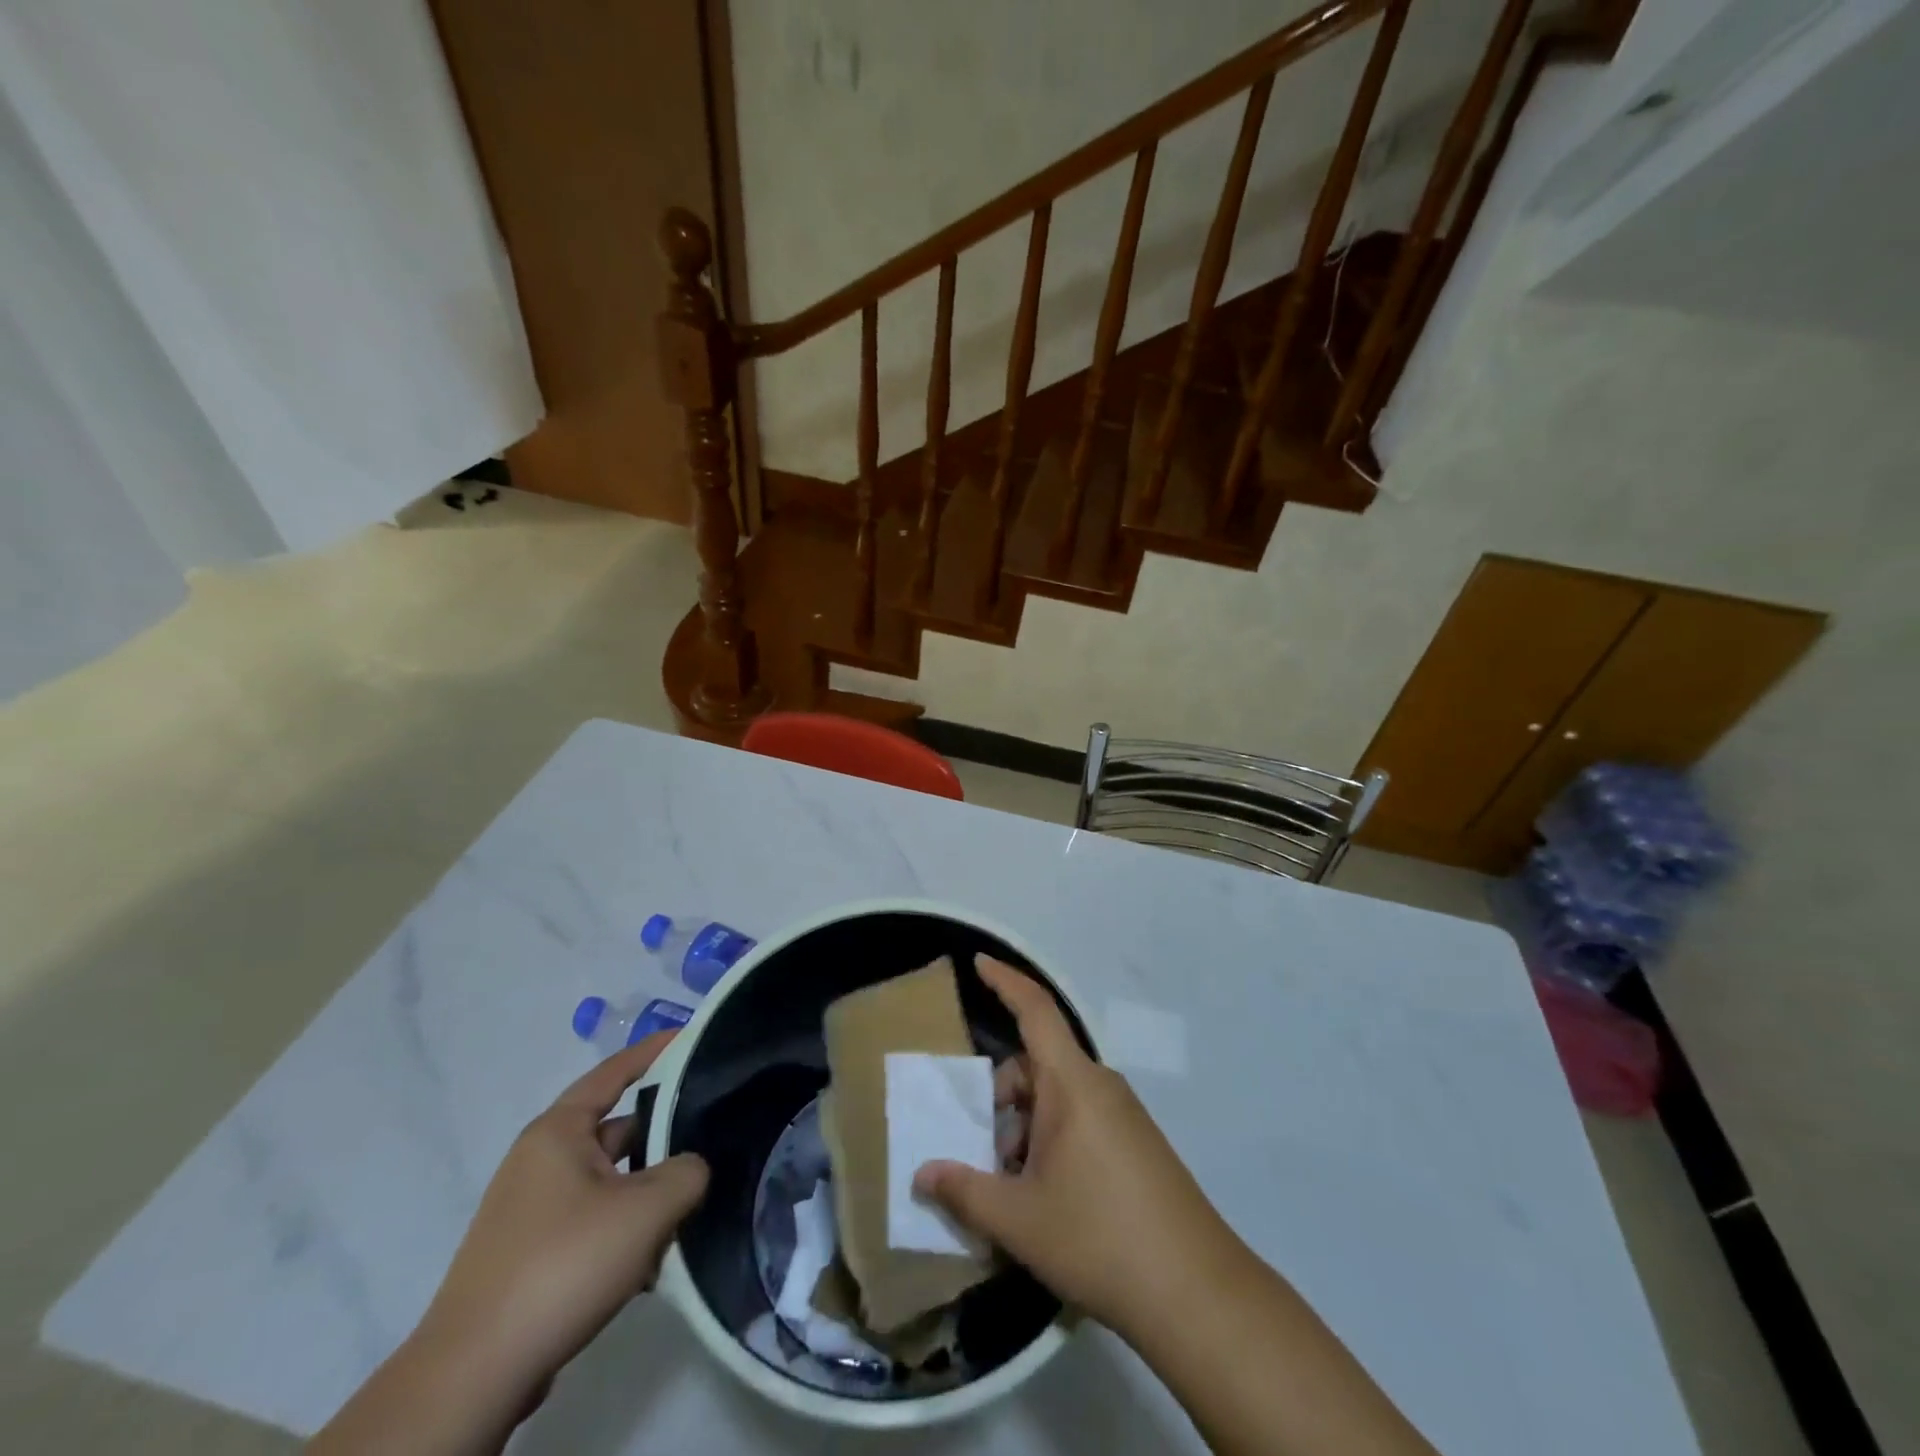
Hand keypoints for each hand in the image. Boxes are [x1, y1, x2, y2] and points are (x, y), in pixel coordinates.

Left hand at [416, 1033, 708, 1402]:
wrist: (473, 1377)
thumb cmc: (562, 1265)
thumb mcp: (646, 1210)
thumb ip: (687, 1172)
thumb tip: (691, 1169)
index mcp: (558, 1131)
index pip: (615, 1071)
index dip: (655, 1051)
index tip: (694, 1037)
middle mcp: (541, 1159)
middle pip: (618, 1130)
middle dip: (664, 1138)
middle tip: (712, 1140)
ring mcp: (532, 1208)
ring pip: (610, 1181)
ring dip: (648, 1194)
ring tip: (689, 1212)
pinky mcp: (531, 1253)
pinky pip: (593, 1220)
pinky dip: (625, 1229)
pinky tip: (652, 1262)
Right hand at [914, 958, 1243, 1339]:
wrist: (1196, 1293)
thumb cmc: (1098, 1238)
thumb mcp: (1018, 1219)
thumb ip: (963, 1190)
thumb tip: (921, 1173)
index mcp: (1072, 1083)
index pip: (1036, 1010)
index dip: (1005, 981)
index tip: (978, 962)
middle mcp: (1100, 1086)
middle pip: (1037, 1065)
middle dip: (1001, 1097)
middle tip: (981, 1154)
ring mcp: (1123, 1115)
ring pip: (1057, 1098)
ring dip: (1025, 1127)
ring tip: (1012, 1189)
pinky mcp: (1137, 1144)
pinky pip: (1080, 1119)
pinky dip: (1051, 1141)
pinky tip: (1045, 1197)